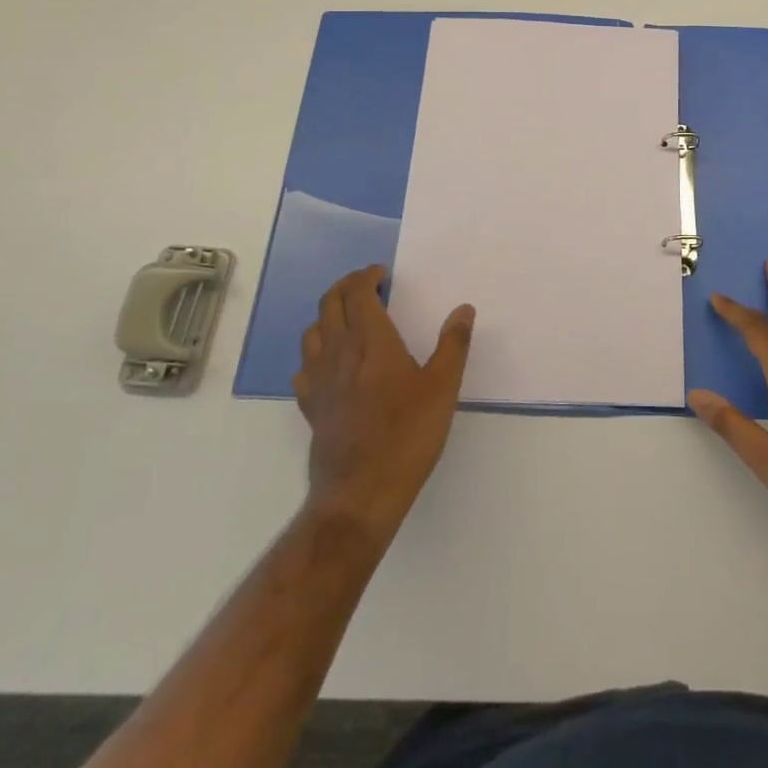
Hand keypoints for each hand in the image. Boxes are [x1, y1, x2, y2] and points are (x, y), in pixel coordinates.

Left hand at [294, 266, 474, 546]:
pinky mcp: (311, 408)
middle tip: (365, 284)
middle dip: (345, 286)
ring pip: (312, 332)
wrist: (360, 494)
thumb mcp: (442, 388)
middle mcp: (339, 353)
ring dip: (328, 315)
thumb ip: (453, 345)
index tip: (382, 273)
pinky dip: (316, 353)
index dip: (366, 276)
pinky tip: (330, 364)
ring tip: (348, 318)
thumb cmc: (406, 436)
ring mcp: (320, 381)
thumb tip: (463, 309)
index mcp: (371, 341)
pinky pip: (304, 368)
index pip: (358, 293)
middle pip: (329, 304)